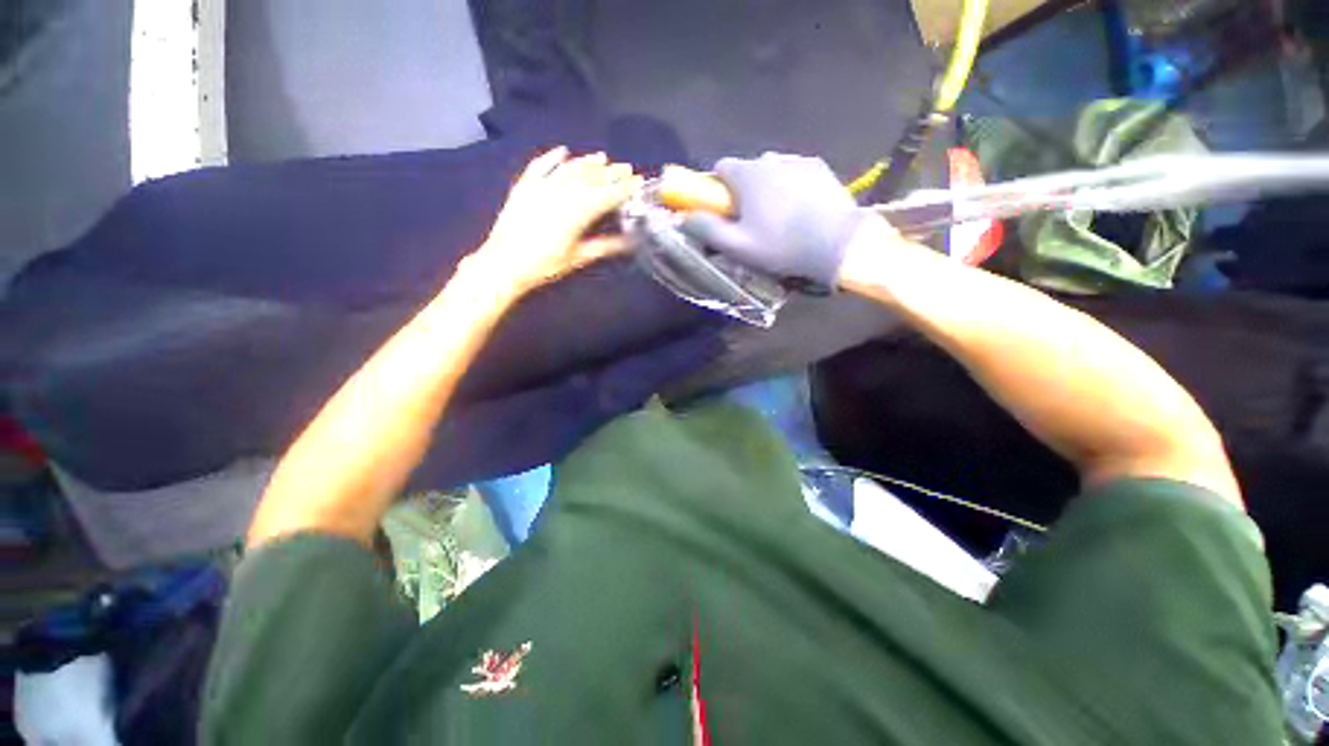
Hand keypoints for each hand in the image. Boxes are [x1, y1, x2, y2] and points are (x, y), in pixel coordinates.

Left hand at [472, 147, 641, 297]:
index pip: (607, 194)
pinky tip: (563, 151)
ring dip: (587, 161)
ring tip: (602, 157)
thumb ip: (605, 246)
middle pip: (591, 177)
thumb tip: (629, 242)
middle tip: (626, 167)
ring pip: (569, 168)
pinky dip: (552, 157)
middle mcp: (562, 192)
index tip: (638, 182)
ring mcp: (541, 186)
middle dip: (611, 172)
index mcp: (578, 211)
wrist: (504, 263)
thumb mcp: (578, 257)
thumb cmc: (545, 265)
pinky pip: (541, 165)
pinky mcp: (524, 186)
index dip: (624, 188)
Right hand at [677, 153, 868, 290]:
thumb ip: (707, 229)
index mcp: (748, 174)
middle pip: (747, 170)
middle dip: (743, 190)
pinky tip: (800, 210)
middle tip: (751, 220)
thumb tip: (684, 217)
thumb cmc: (781, 246)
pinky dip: (791, 187)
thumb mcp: (737, 245)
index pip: (720, 168)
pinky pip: (795, 173)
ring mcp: (798, 161)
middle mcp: (771, 158)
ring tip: (779, 217)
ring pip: (772, 171)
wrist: (837, 243)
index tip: (724, 210)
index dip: (717, 189)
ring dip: (768, 188)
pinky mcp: (820, 168)